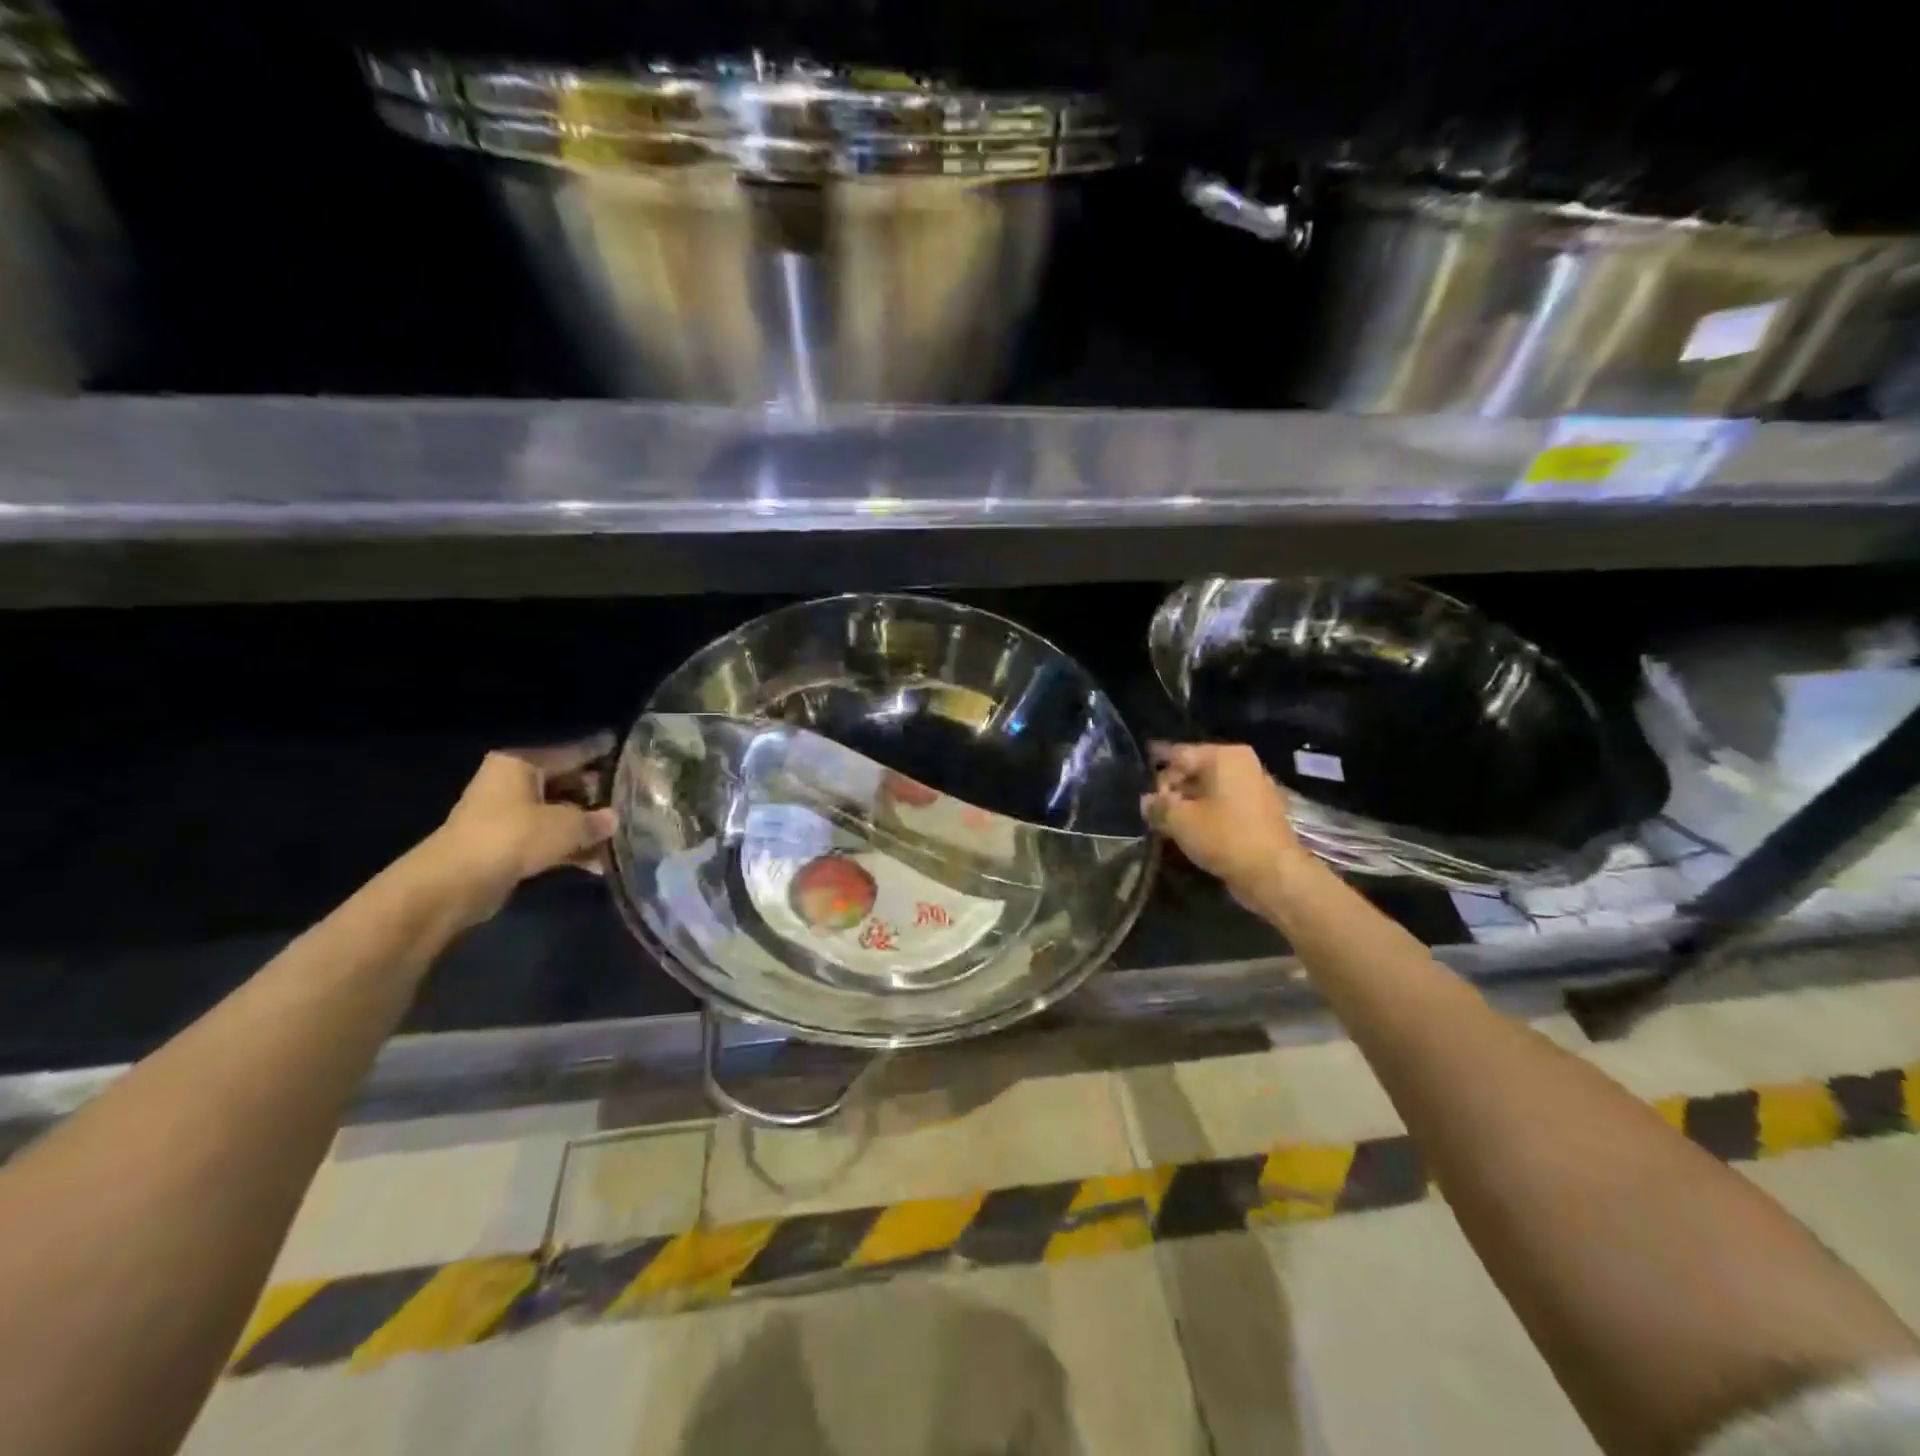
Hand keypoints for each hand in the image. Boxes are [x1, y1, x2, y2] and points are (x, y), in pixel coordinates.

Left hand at [422, 734, 618, 922]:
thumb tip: (614, 819)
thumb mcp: (566, 825)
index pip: (570, 752)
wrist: (455, 883)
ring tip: (622, 835)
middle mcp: (512, 783)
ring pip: (558, 814)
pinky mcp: (506, 845)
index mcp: (521, 764)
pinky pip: (547, 839)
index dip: (600, 752)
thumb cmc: (512, 837)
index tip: (625, 749)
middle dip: (597, 796)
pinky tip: (598, 863)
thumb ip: (595, 821)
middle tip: (633, 800)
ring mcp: (507, 815)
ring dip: (585, 827)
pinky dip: (569, 848)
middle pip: (565, 783)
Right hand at [1142, 743, 1311, 903]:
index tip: (1142, 783)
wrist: (1273, 873)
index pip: (1179, 754)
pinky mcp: (1260, 812)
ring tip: (1169, 823)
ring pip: (1210, 790)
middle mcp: (1242, 764)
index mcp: (1224, 756)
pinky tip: (1192, 831)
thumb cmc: (1224, 836)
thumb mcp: (1180, 820)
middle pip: (1195, 770)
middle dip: (1173, 790)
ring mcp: (1255, 787)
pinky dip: (1207, 814)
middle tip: (1154, 811)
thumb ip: (1158, 806)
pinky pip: (1224, 805)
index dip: (1157, 769)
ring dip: (1188, 804)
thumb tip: (1147, 801)